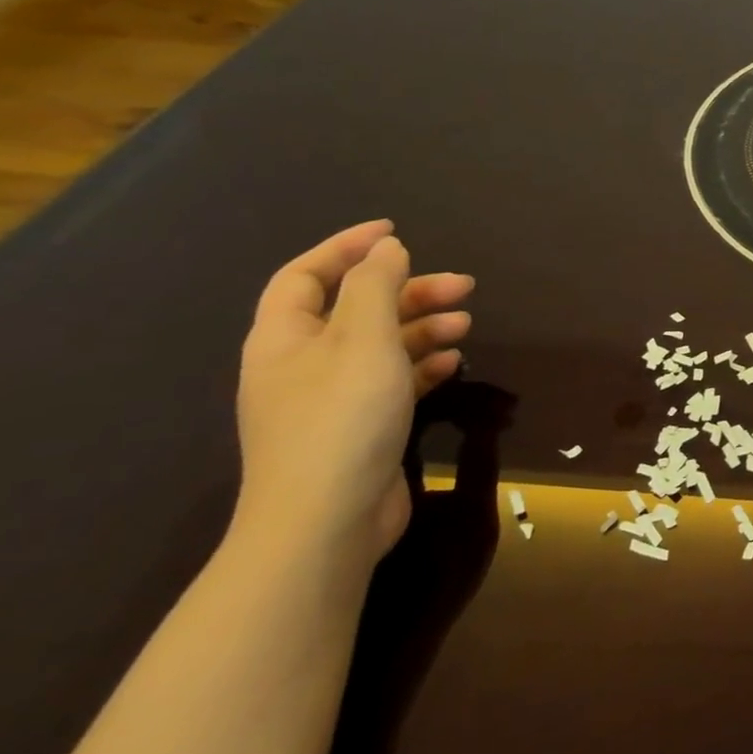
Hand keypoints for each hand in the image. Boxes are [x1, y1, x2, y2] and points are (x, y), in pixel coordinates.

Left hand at [233, 221, 473, 571]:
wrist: (326, 522)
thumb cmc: (341, 419)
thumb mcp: (362, 341)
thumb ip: (375, 288)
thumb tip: (386, 248)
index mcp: (285, 338)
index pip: (305, 275)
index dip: (346, 248)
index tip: (396, 231)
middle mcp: (302, 363)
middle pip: (354, 308)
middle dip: (408, 290)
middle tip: (463, 285)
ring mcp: (330, 398)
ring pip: (379, 344)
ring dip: (423, 326)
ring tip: (467, 323)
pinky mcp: (359, 427)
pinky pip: (393, 380)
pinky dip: (423, 365)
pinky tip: (453, 362)